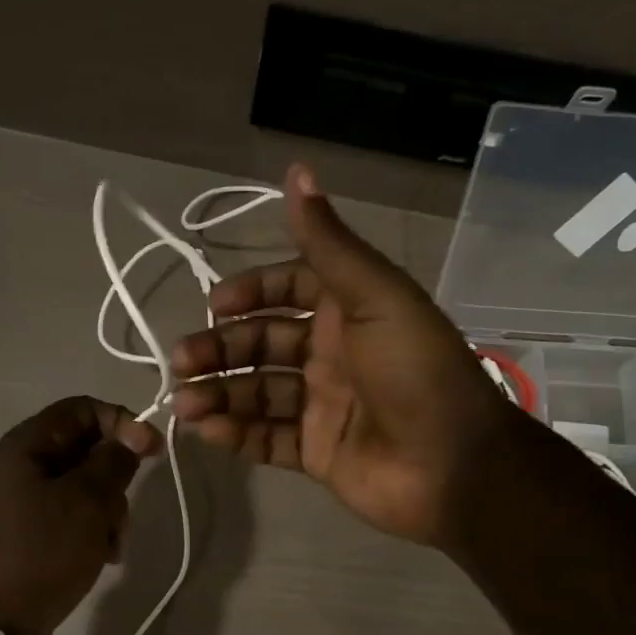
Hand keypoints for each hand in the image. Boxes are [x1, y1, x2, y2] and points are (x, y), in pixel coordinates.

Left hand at [0, 396, 160, 634]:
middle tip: (121, 514)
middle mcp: (23, 468)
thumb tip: (133, 433)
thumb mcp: (85, 502)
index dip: (123, 422)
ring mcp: (24, 506)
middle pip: (87, 451)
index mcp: (28, 445)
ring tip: (110, 548)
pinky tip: (100, 560)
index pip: (84, 409)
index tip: (153, 452)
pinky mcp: (30, 539)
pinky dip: (91, 535)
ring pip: (84, 491)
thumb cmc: (36, 553)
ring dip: (108, 514)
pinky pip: (71, 522)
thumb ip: (113, 462)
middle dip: (116, 480)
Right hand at [170, 164, 517, 547]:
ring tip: (183, 402)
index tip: (216, 305)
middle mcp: (330, 355)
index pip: (288, 290)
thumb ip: (329, 243)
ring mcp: (321, 406)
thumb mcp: (376, 296)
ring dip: (218, 394)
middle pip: (262, 344)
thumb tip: (296, 170)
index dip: (251, 292)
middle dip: (220, 349)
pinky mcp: (315, 452)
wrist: (453, 464)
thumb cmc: (415, 370)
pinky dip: (235, 434)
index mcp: (348, 311)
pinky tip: (205, 429)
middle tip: (182, 360)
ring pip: (257, 393)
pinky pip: (266, 439)